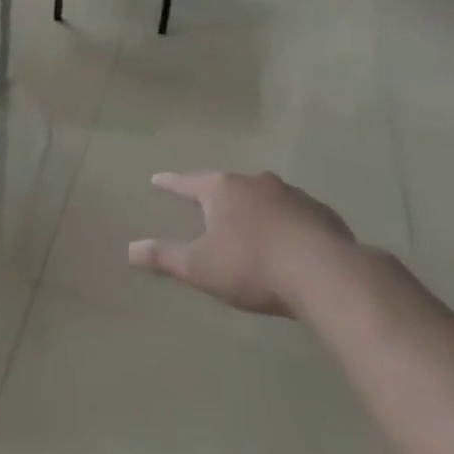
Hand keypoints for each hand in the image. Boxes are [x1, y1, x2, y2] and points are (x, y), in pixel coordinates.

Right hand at [129, 172, 355, 316]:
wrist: (324, 273)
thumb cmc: (252, 266)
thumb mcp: (200, 267)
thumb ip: (164, 257)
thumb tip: (129, 250)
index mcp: (222, 190)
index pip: (187, 182)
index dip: (170, 183)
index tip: (157, 179)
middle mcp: (255, 182)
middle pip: (227, 185)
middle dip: (216, 195)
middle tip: (207, 205)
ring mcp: (291, 194)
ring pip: (263, 196)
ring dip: (253, 208)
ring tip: (249, 224)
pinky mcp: (320, 212)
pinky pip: (294, 213)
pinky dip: (284, 222)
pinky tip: (288, 241)